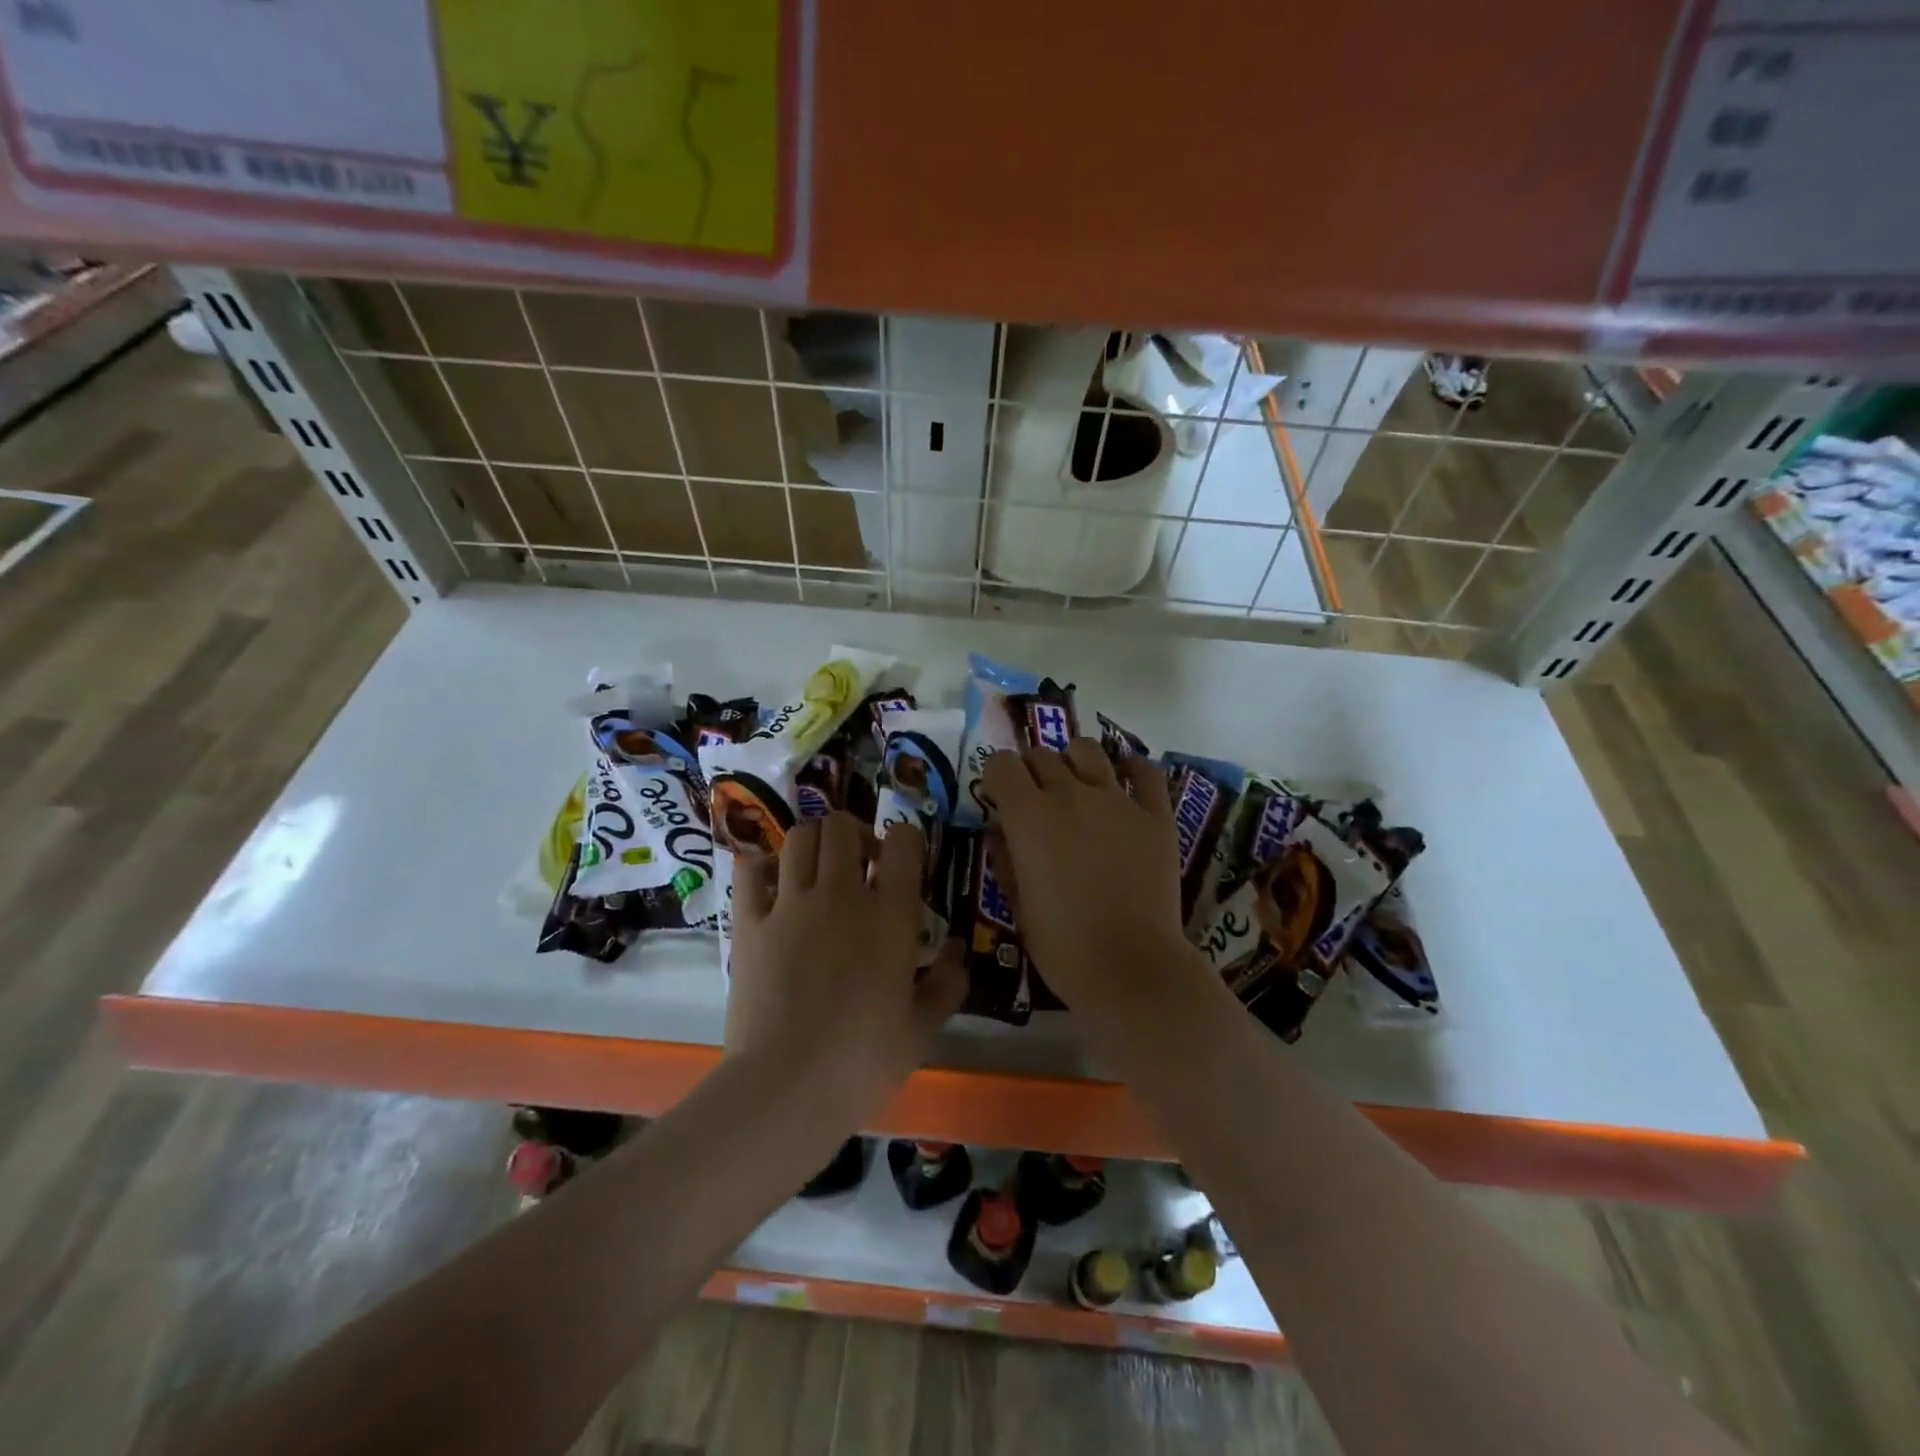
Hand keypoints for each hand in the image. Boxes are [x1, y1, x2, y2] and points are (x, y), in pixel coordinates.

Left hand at [725, 812, 965, 1129]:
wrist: (785, 1088)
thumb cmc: (862, 1062)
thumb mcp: (921, 1029)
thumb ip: (947, 984)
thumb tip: (960, 953)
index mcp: (890, 916)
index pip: (903, 840)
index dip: (905, 840)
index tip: (901, 865)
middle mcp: (841, 895)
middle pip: (843, 826)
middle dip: (855, 835)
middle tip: (860, 866)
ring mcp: (790, 904)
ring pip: (800, 837)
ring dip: (814, 844)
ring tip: (818, 873)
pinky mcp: (749, 923)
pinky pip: (750, 869)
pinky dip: (763, 865)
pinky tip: (773, 886)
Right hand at [982, 740, 1195, 1009]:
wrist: (1132, 968)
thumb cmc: (1063, 946)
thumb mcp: (1017, 906)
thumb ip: (1005, 860)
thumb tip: (998, 831)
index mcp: (1028, 817)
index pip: (1001, 764)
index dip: (997, 777)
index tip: (1000, 799)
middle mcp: (1070, 795)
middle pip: (1042, 755)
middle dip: (1032, 771)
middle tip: (1037, 799)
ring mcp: (1117, 800)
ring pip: (1088, 750)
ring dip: (1074, 761)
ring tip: (1077, 784)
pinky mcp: (1155, 814)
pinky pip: (1144, 771)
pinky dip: (1131, 768)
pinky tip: (1125, 782)